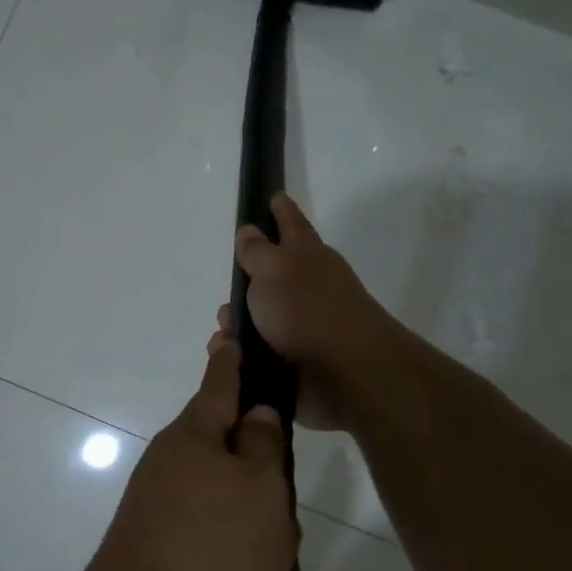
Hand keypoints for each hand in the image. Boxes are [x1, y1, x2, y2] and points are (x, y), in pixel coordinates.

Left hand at [82, 343, 298, 570]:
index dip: (230, 359)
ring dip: (270, 548)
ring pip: (235, 520)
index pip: (218, 385)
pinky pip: (226, 565)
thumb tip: (254, 413)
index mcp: (191, 441)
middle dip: (269, 487)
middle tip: (291, 516)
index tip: (229, 332)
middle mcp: (174, 475)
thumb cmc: (211, 547)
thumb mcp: (258, 488)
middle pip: (233, 462)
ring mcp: (168, 524)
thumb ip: (262, 445)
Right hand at [211, 193, 395, 431]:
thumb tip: (249, 230)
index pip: (291, 223)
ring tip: (223, 337)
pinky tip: (232, 362)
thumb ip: (257, 251)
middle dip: (246, 285)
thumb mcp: (274, 270)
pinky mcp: (300, 363)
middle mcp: (309, 287)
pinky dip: (245, 357)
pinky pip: (262, 355)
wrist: (348, 374)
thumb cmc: (307, 311)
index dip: (280, 210)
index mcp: (307, 256)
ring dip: (240, 328)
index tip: (273, 196)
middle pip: (273, 277)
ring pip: (263, 320)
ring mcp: (306, 326)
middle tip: (227, 296)